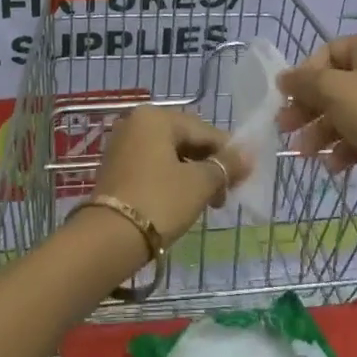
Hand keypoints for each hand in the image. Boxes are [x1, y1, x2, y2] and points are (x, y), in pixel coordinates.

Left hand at [92, 105, 244, 245]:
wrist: (108, 238)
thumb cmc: (159, 201)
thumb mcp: (198, 184)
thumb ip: (224, 166)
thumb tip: (247, 155)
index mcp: (156, 117)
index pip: (203, 130)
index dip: (227, 153)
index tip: (243, 178)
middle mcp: (136, 123)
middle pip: (185, 140)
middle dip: (208, 166)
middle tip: (224, 196)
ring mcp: (123, 145)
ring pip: (169, 155)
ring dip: (192, 176)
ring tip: (207, 203)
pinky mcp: (115, 169)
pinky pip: (153, 167)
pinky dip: (171, 181)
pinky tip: (182, 202)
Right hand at [276, 33, 356, 183]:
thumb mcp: (333, 91)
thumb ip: (304, 81)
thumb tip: (283, 77)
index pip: (329, 52)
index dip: (304, 75)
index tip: (286, 98)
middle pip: (338, 83)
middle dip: (310, 108)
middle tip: (286, 128)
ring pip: (351, 109)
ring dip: (323, 130)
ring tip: (305, 153)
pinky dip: (347, 143)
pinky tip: (333, 165)